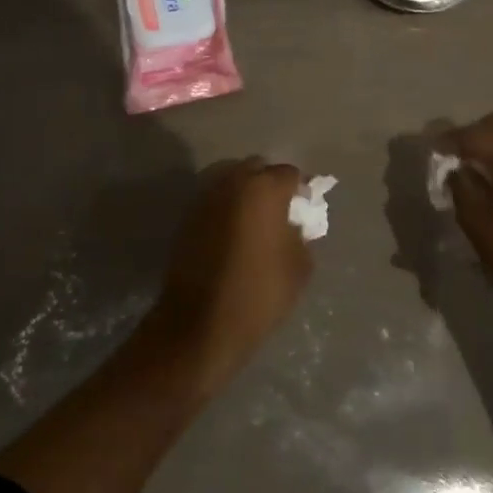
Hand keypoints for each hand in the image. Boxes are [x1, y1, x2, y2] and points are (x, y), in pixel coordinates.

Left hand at [150, 159, 313, 392]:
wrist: (200, 324)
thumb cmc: (258, 293)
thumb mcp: (299, 266)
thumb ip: (301, 234)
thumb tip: (294, 223)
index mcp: (264, 188)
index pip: (289, 174)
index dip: (300, 191)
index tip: (304, 211)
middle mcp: (232, 182)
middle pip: (257, 168)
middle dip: (270, 184)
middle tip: (279, 212)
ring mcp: (205, 197)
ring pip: (231, 181)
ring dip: (245, 194)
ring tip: (255, 222)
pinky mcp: (187, 216)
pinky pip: (215, 200)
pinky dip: (226, 208)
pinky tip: (233, 233)